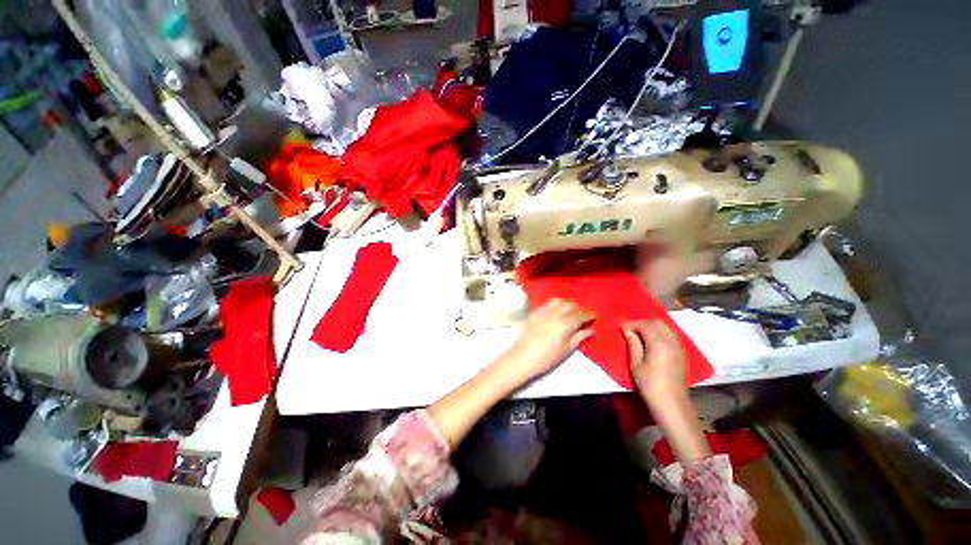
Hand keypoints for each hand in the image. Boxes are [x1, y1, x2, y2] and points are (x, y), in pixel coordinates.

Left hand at [502, 299, 593, 383]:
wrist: (523, 357)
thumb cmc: (547, 358)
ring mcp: (543, 311)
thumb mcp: (566, 349)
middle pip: (570, 305)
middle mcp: (555, 314)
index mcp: (565, 324)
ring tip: (569, 312)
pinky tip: (556, 312)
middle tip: (581, 316)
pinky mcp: (535, 312)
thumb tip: (590, 330)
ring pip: (559, 301)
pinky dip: (555, 305)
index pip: (580, 315)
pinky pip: (547, 304)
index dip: (588, 315)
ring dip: (566, 304)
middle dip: (578, 309)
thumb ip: (579, 337)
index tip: (593, 316)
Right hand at [622, 320, 710, 460]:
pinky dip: (659, 332)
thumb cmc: (649, 384)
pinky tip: (651, 341)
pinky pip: (670, 335)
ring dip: (651, 327)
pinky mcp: (681, 353)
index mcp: (659, 343)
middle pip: (657, 322)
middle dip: (642, 322)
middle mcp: (671, 341)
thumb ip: (633, 344)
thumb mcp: (636, 364)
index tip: (621, 326)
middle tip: (629, 329)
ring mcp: (678, 347)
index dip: (631, 323)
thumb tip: (627, 330)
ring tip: (639, 334)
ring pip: (665, 327)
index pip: (644, 325)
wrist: (671, 404)